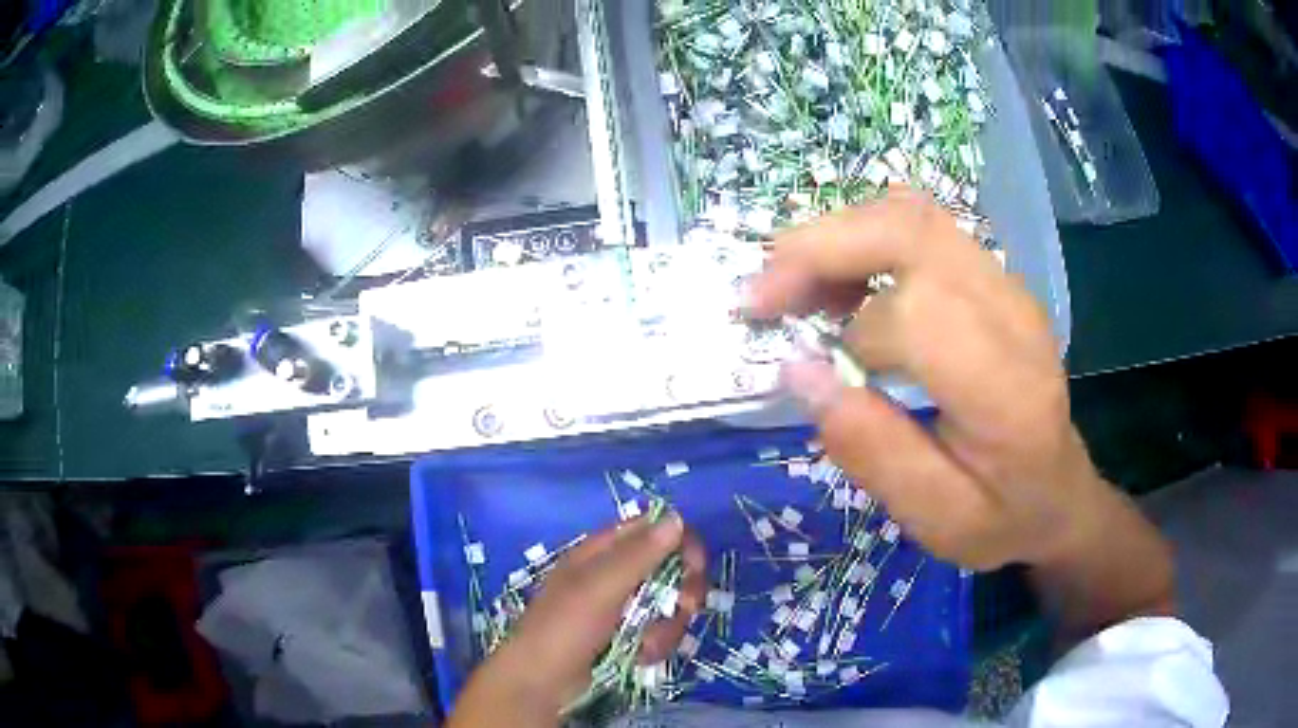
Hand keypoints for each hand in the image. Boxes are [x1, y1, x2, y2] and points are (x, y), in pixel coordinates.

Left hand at [450, 516, 705, 726]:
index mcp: (601, 552)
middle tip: (684, 607)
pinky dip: (656, 644)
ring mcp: (621, 608)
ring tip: (647, 644)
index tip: (695, 565)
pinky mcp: (627, 637)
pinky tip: (641, 657)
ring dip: (667, 626)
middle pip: (669, 567)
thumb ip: (639, 554)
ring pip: (669, 604)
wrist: (542, 685)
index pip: (652, 529)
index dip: (680, 541)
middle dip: (681, 590)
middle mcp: (614, 575)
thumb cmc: (564, 629)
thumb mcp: (600, 588)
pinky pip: (659, 631)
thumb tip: (677, 517)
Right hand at [747, 187, 1108, 571]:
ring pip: (910, 215)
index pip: (919, 313)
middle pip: (910, 232)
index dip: (851, 332)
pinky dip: (862, 238)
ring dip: (836, 237)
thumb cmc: (1002, 517)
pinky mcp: (992, 276)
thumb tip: (799, 371)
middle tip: (761, 297)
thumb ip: (873, 450)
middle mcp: (1012, 314)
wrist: (1059, 492)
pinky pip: (920, 226)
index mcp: (1006, 390)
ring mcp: (1006, 284)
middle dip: (820, 249)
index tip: (810, 369)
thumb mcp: (936, 520)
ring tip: (793, 289)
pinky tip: (839, 283)